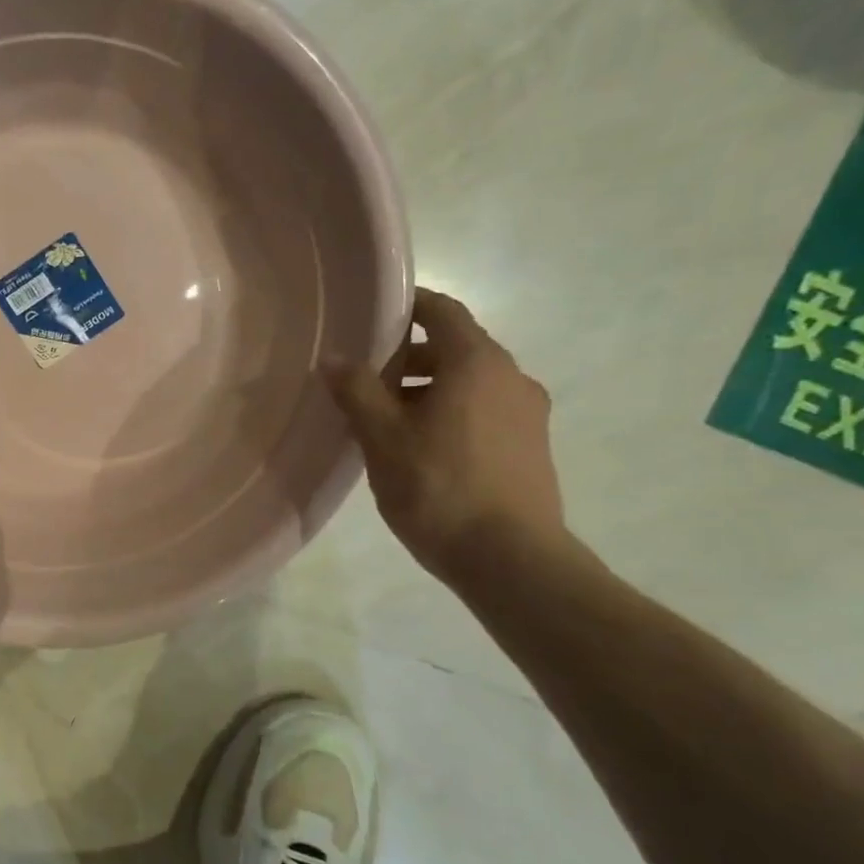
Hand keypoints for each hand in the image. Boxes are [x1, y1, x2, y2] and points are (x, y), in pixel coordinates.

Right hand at [325, 288, 566, 585]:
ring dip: (427, 388)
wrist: (510, 558)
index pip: (443, 311)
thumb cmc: (437, 486)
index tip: (373, 315)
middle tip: (364, 379)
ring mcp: (527, 413)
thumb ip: (356, 390)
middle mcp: (511, 377)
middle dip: (408, 357)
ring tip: (385, 420)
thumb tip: (333, 357)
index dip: (408, 306)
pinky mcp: (530, 446)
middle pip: (455, 348)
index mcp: (477, 363)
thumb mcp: (382, 436)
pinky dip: (449, 412)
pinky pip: (483, 410)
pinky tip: (419, 448)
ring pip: (469, 383)